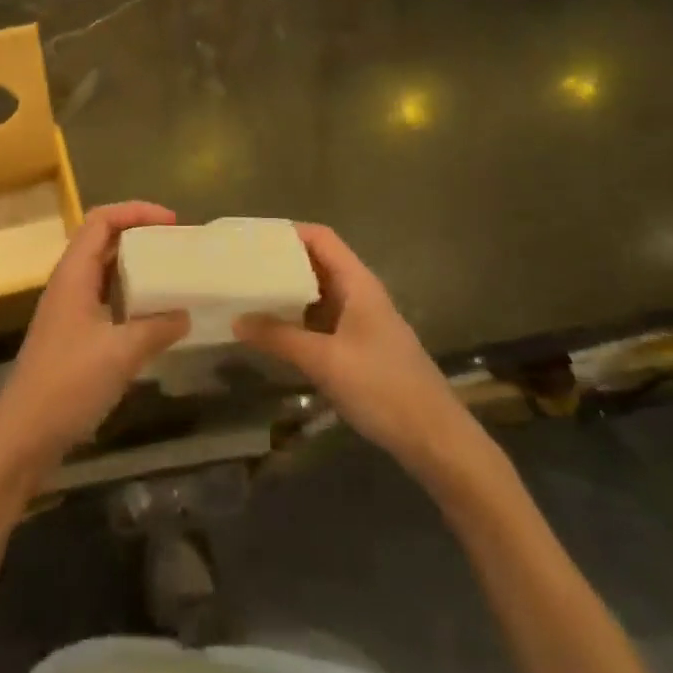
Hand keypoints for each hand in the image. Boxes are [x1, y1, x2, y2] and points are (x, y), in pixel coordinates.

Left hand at [0, 202, 190, 499]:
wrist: (23, 435)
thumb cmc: (68, 384)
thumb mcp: (121, 353)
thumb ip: (156, 328)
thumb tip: (185, 313)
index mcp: (73, 274)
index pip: (101, 220)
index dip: (136, 211)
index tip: (172, 221)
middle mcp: (69, 283)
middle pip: (103, 240)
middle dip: (140, 235)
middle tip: (176, 245)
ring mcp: (69, 309)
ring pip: (105, 271)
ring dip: (136, 266)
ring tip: (171, 274)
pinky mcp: (73, 335)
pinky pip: (106, 299)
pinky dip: (131, 296)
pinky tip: (154, 316)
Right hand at [236, 224, 488, 483]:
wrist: (436, 440)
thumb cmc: (383, 388)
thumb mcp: (324, 361)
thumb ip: (279, 338)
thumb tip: (237, 320)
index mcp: (357, 283)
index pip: (320, 238)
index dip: (288, 232)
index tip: (253, 238)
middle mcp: (360, 294)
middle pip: (317, 262)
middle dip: (281, 262)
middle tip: (243, 266)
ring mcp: (361, 322)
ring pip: (318, 293)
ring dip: (288, 292)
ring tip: (250, 294)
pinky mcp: (360, 348)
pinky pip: (322, 320)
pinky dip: (297, 319)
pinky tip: (274, 331)